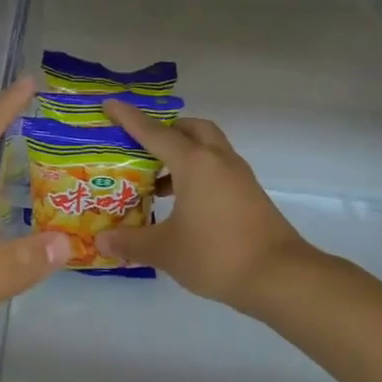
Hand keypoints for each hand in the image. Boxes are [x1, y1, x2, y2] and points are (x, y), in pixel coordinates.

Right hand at [96, 99, 320, 315]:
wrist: (278, 276)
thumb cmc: (215, 254)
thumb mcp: (165, 250)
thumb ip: (131, 242)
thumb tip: (102, 241)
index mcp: (195, 163)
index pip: (155, 132)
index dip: (130, 119)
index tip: (110, 105)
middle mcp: (218, 160)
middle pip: (192, 129)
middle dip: (167, 131)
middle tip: (142, 148)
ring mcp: (239, 177)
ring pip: (209, 149)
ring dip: (184, 155)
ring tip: (156, 182)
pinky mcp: (250, 195)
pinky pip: (218, 170)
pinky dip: (198, 175)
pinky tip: (183, 205)